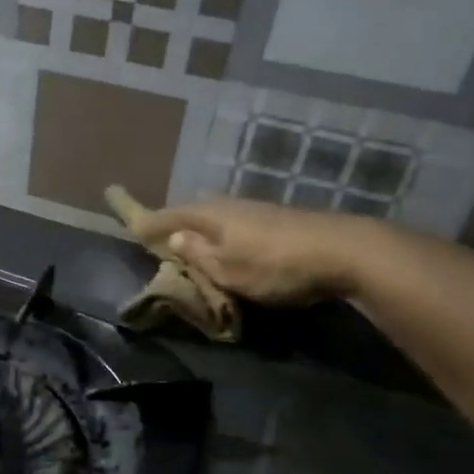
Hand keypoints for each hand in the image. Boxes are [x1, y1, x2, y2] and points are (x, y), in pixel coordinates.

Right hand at [131, 198, 364, 304]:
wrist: (345, 251)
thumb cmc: (275, 264)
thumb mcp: (228, 269)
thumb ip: (198, 254)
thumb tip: (173, 236)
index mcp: (210, 215)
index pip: (168, 215)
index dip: (147, 220)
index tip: (129, 222)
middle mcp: (229, 205)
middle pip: (192, 211)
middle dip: (175, 222)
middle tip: (158, 236)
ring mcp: (256, 210)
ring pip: (216, 217)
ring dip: (201, 229)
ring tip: (191, 244)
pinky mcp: (277, 220)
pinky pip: (236, 224)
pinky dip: (223, 234)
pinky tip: (228, 245)